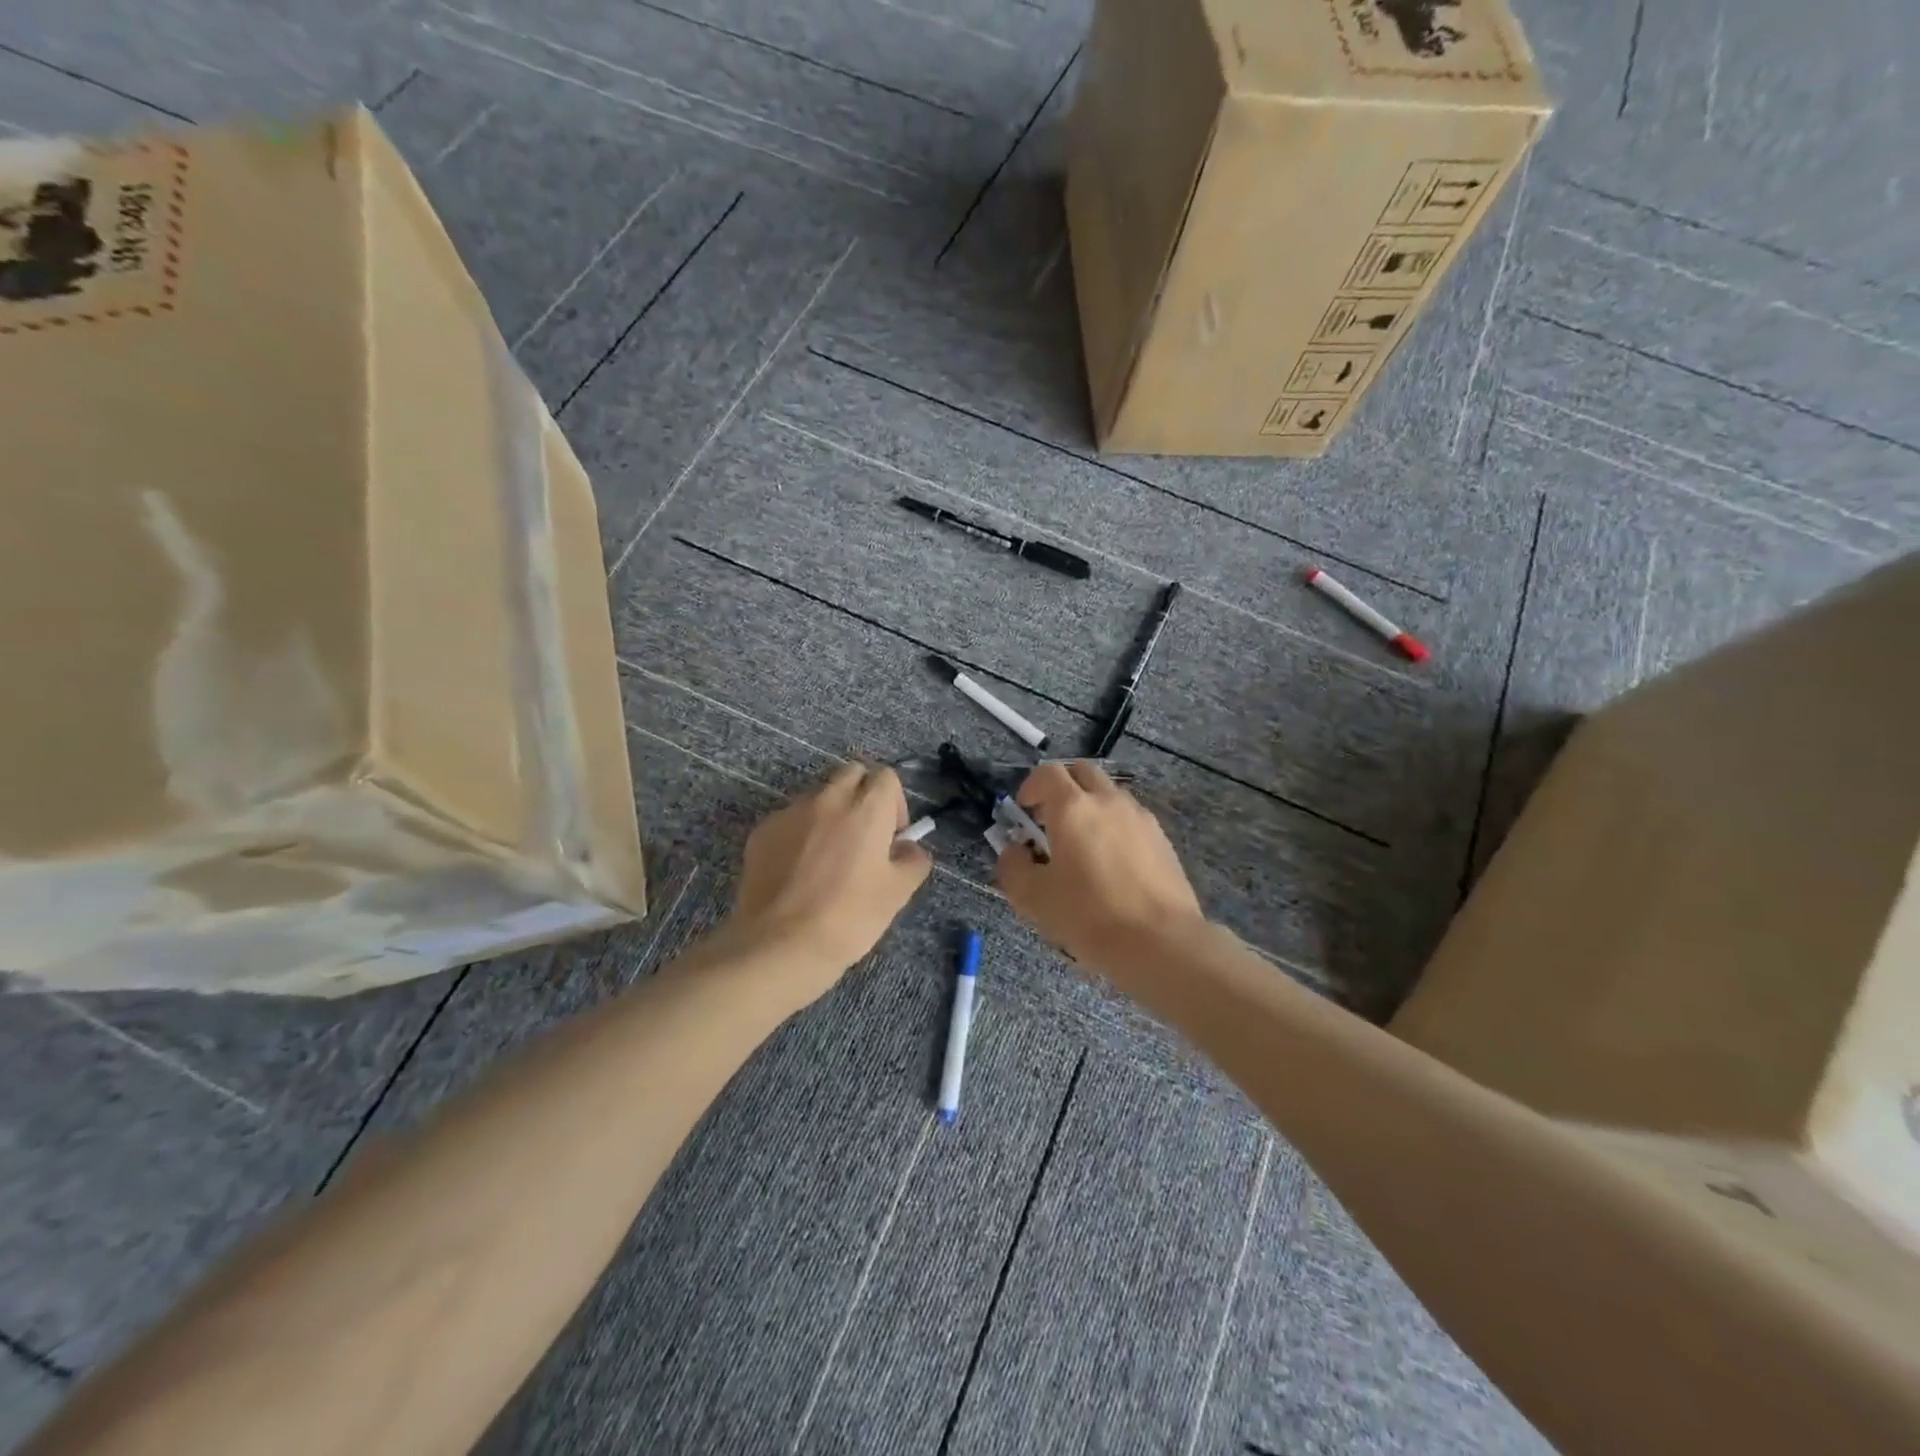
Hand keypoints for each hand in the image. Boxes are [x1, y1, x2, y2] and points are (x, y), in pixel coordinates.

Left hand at [726, 762, 932, 994]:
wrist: (779, 945)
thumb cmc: (849, 918)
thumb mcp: (898, 893)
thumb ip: (913, 860)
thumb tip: (909, 848)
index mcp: (866, 808)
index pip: (886, 777)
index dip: (894, 803)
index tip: (891, 836)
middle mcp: (828, 799)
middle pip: (851, 773)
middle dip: (862, 794)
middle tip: (863, 835)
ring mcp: (790, 812)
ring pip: (818, 796)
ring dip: (829, 813)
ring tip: (827, 857)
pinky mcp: (762, 831)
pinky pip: (789, 819)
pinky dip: (799, 833)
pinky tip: (798, 871)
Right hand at [997, 762, 1204, 969]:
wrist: (1161, 942)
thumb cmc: (1089, 916)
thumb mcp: (1034, 898)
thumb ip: (1013, 867)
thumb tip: (1014, 851)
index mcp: (1073, 807)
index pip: (1048, 772)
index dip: (1031, 786)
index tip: (1024, 812)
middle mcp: (1108, 801)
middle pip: (1082, 772)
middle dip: (1062, 788)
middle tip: (1051, 821)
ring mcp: (1140, 817)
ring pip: (1109, 794)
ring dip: (1091, 806)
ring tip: (1082, 846)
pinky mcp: (1162, 839)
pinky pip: (1131, 818)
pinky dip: (1114, 827)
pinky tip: (1112, 865)